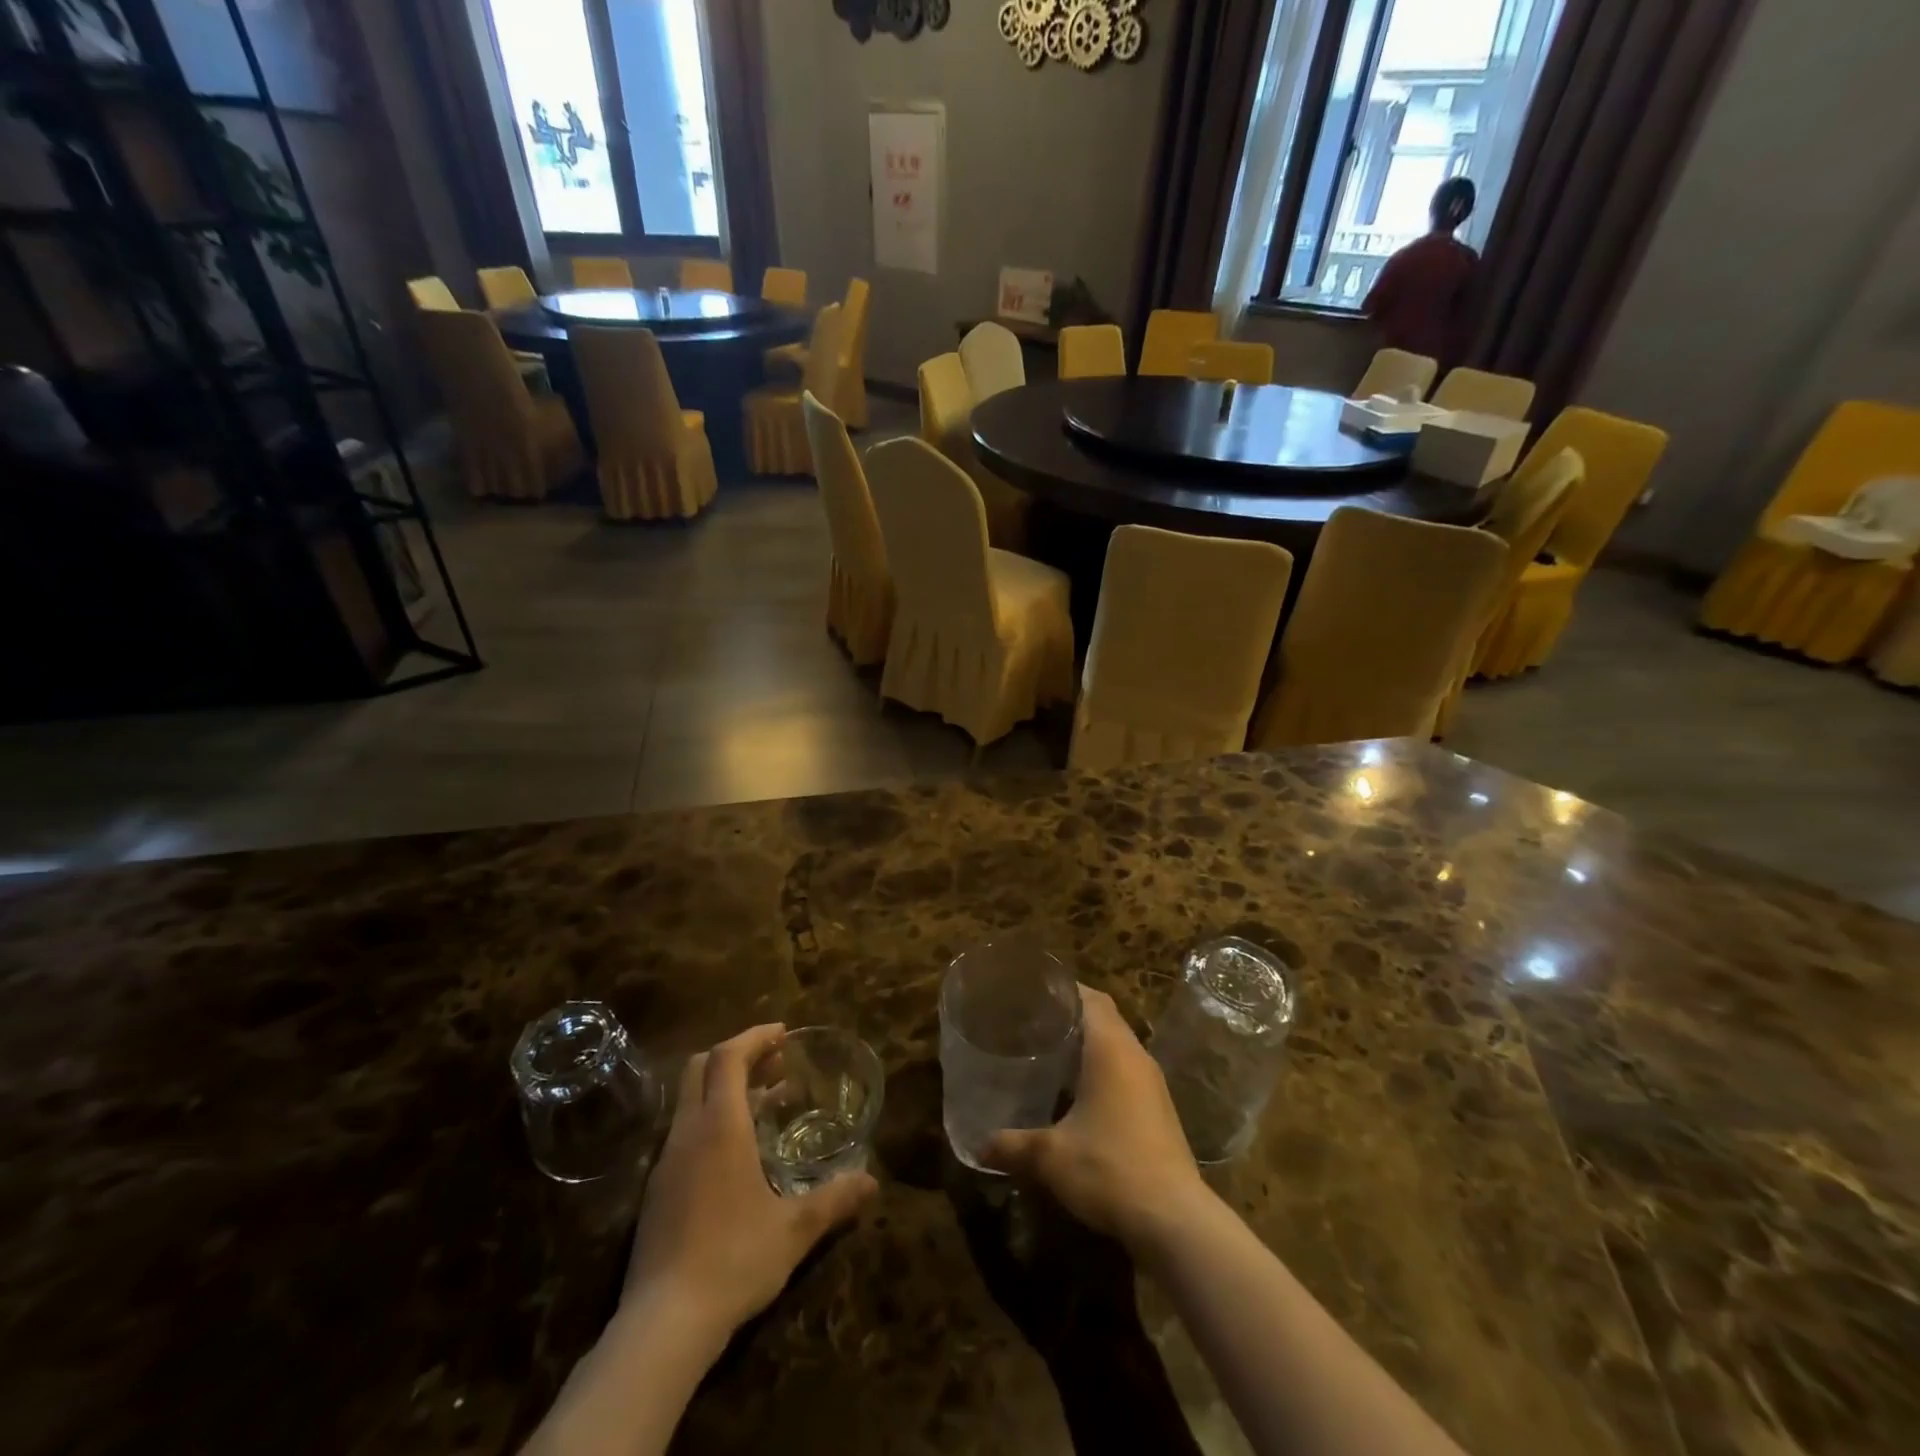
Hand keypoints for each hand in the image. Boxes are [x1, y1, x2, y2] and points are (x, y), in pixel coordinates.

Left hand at [620, 1024, 877, 1344]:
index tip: (783, 1034)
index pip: (727, 1057)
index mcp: (719, 1127)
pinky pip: (685, 1131)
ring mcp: (666, 1162)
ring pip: (691, 1100)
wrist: (663, 1325)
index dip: (754, 1037)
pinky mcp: (656, 1191)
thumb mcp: (794, 1230)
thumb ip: (835, 1200)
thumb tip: (872, 1182)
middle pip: (701, 1067)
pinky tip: (739, 1151)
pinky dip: (713, 1120)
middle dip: (738, 1055)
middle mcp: (687, 1133)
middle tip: (776, 1062)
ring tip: (767, 1102)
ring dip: (726, 1088)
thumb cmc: (734, 1260)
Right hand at [983, 987, 1209, 1256]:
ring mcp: (1152, 1083)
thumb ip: (1011, 1145)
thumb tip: (977, 1146)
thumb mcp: (1050, 1157)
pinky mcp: (1158, 1109)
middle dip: (1072, 1013)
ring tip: (1050, 1051)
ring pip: (1118, 1044)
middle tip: (1033, 1019)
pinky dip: (1102, 1068)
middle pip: (1105, 1016)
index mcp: (1111, 1049)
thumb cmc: (1109, 1169)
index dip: (1064, 988)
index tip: (1033, 991)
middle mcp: (1135, 1056)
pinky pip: (1126, 1070)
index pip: (1091, 998)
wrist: (1175, 1220)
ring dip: (1089, 1042)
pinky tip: (1077, 1092)